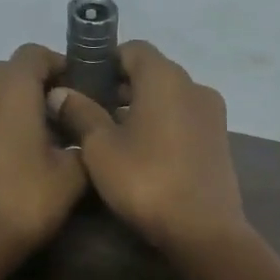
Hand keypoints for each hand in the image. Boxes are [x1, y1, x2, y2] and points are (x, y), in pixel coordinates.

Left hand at [0, 45, 86, 271]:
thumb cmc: (21, 206)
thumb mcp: (72, 177)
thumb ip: (83, 140)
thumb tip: (79, 130)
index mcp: (8, 89)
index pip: (36, 54)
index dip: (61, 67)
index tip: (80, 92)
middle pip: (7, 71)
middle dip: (34, 87)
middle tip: (59, 120)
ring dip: (7, 108)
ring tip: (28, 142)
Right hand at [49, 40, 245, 254]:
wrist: (203, 229)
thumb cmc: (146, 180)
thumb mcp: (101, 148)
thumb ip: (80, 113)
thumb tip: (60, 92)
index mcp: (166, 78)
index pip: (133, 49)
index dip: (105, 61)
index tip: (82, 85)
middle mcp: (195, 86)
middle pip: (153, 73)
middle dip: (121, 87)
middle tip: (91, 114)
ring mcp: (213, 114)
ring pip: (170, 98)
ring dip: (142, 108)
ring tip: (114, 137)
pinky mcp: (220, 141)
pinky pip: (185, 119)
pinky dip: (163, 125)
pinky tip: (144, 154)